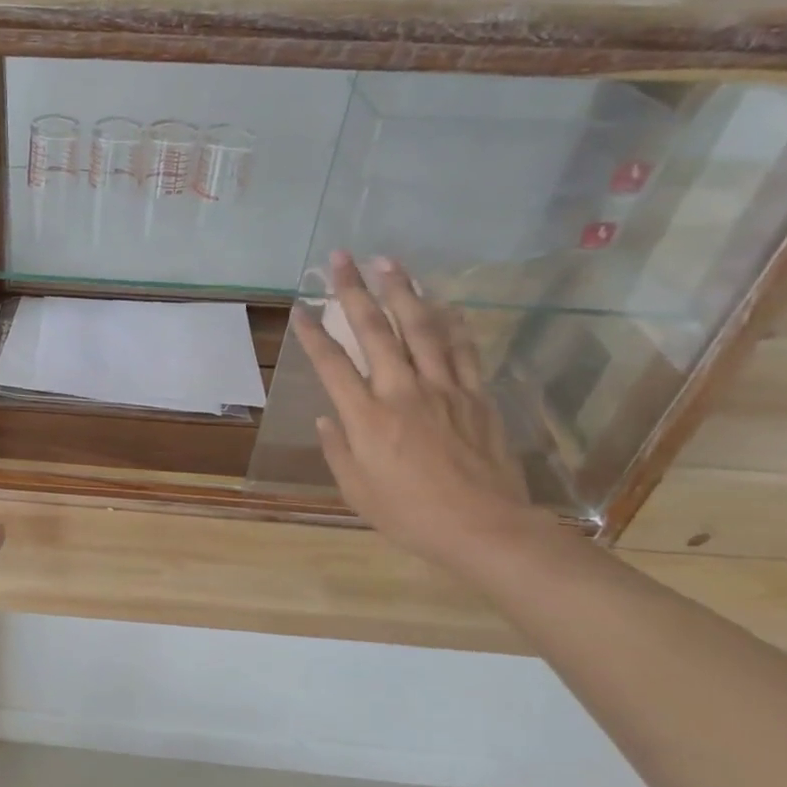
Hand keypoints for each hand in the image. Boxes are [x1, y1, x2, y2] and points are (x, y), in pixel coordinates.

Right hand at [292, 252, 542, 570]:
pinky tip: (442, 302)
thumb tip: (328, 419)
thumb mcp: (356, 490)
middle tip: (341, 258)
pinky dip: (451, 322)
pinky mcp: (476, 396)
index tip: (300, 306)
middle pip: (375, 331)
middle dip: (354, 291)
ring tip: (389, 262)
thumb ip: (337, 449)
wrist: (485, 528)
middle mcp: (402, 391)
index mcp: (367, 417)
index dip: (313, 333)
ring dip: (403, 291)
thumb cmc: (410, 514)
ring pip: (422, 328)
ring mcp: (444, 389)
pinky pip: (463, 350)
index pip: (332, 364)